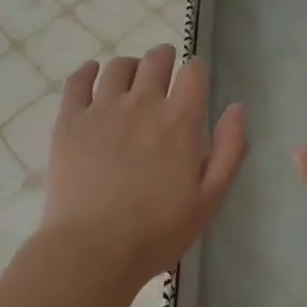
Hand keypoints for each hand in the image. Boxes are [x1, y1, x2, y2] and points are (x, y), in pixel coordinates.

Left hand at [42, 45, 246, 288]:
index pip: (194, 73)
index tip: (195, 79)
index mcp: (178, 121)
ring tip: (131, 79)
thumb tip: (237, 107)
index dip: (197, 70)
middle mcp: (141, 104)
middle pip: (156, 60)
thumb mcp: (209, 199)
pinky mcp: (69, 120)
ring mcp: (102, 109)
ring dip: (130, 67)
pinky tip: (92, 75)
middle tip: (165, 69)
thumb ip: (229, 150)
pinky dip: (88, 71)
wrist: (93, 248)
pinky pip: (78, 81)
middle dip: (165, 58)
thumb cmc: (157, 231)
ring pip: (118, 67)